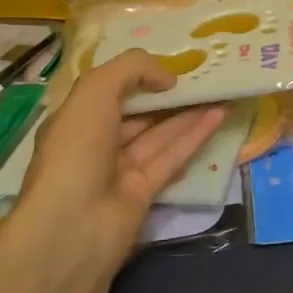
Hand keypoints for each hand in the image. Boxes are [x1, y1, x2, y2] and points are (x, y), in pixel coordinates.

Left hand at [16, 50, 227, 266]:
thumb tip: (168, 78)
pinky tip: (219, 116)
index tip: (170, 64)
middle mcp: (96, 142)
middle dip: (168, 94)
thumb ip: (132, 69)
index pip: (109, 90)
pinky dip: (195, 136)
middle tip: (205, 74)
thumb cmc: (76, 151)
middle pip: (138, 112)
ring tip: (220, 90)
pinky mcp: (145, 192)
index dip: (139, 75)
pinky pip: (172, 157)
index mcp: (75, 119)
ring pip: (160, 134)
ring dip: (189, 112)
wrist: (71, 228)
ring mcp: (120, 170)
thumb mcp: (95, 92)